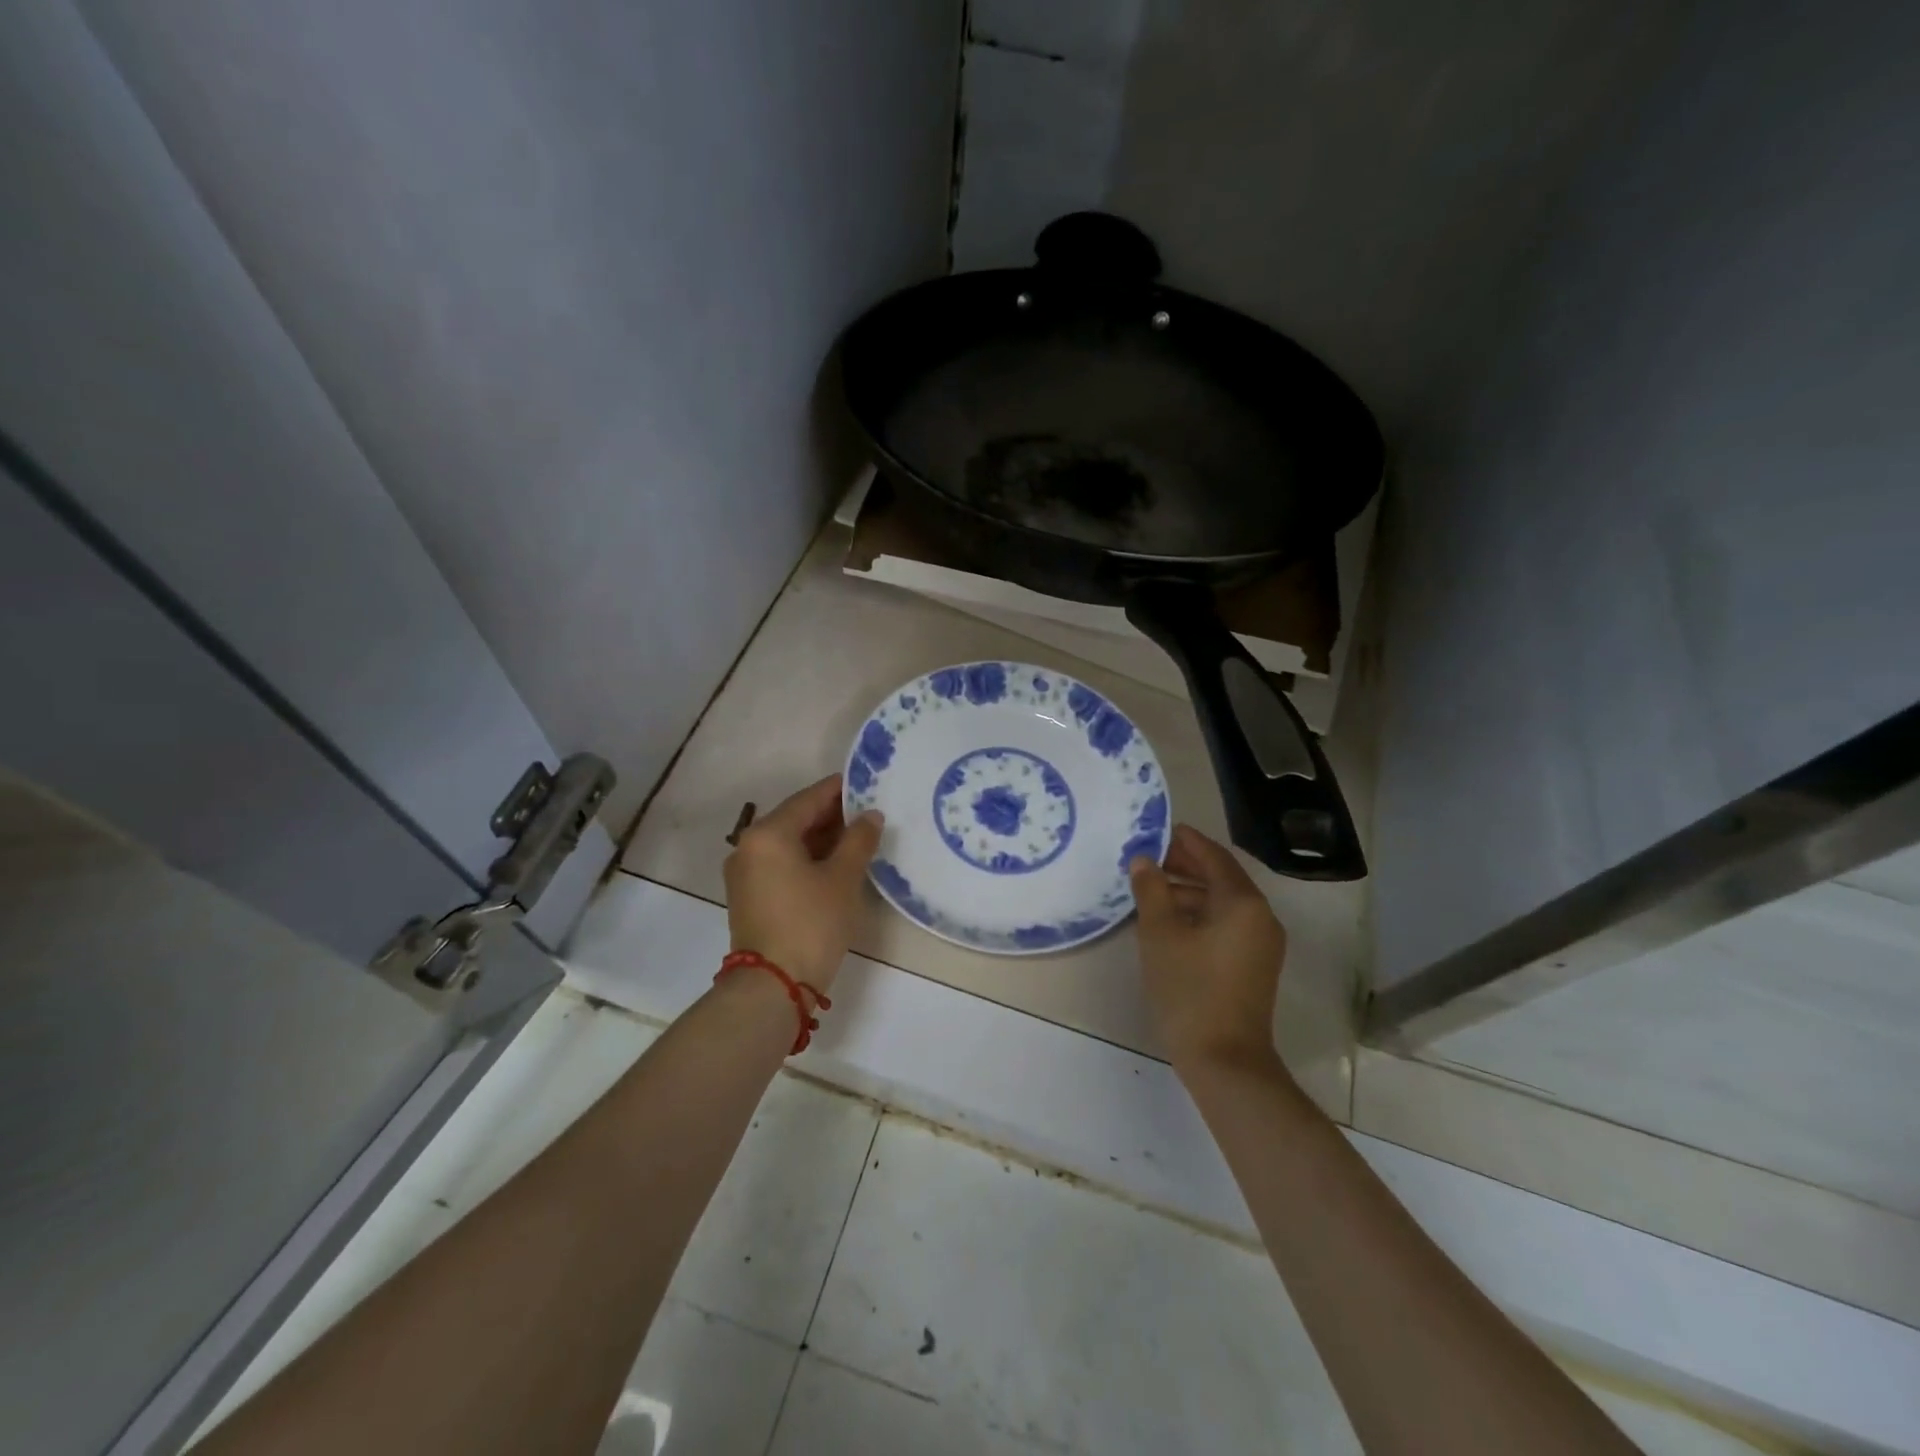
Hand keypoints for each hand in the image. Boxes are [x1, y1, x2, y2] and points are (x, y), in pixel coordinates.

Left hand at [723, 774, 882, 991]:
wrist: (773, 986)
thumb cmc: (811, 923)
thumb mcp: (843, 878)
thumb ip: (859, 840)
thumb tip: (870, 815)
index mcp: (768, 833)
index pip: (808, 799)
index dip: (839, 791)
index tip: (866, 784)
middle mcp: (748, 845)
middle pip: (795, 818)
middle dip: (831, 816)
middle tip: (867, 813)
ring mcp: (744, 872)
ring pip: (787, 842)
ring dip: (819, 838)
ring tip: (856, 838)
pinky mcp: (748, 895)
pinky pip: (780, 863)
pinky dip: (805, 858)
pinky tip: (833, 864)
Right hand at [1130, 824, 1287, 1076]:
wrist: (1225, 1061)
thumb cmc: (1190, 990)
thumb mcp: (1160, 935)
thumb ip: (1151, 890)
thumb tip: (1144, 860)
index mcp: (1243, 903)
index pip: (1214, 857)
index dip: (1187, 841)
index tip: (1160, 829)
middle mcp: (1260, 917)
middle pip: (1222, 878)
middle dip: (1186, 865)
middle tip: (1149, 858)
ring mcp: (1261, 943)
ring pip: (1223, 903)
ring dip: (1190, 891)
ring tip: (1151, 889)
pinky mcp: (1253, 965)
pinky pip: (1226, 924)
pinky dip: (1200, 914)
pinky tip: (1169, 921)